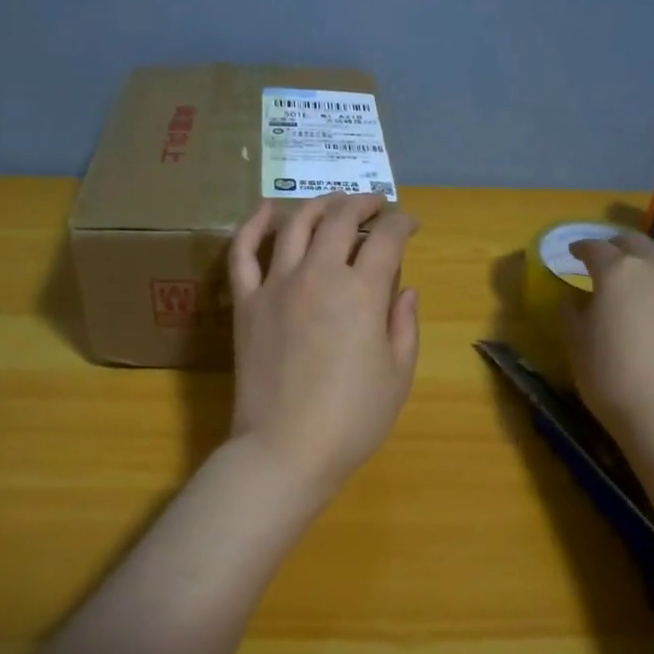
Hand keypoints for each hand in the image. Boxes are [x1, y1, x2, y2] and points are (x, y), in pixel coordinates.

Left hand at [227, 193, 420, 502]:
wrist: (285, 449)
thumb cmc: (352, 419)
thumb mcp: (398, 376)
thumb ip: (404, 325)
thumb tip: (404, 289)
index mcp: (362, 292)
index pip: (387, 238)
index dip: (403, 223)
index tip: (410, 224)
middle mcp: (318, 275)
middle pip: (340, 219)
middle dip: (363, 204)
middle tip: (375, 207)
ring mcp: (276, 285)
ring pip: (296, 225)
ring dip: (319, 205)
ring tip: (334, 203)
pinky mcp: (246, 302)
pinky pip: (243, 252)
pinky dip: (254, 225)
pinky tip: (268, 210)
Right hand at [563, 234, 653, 440]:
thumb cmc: (608, 374)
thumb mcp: (576, 342)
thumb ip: (572, 313)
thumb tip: (573, 299)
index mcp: (618, 271)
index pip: (595, 248)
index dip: (580, 248)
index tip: (572, 253)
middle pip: (635, 241)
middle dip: (615, 245)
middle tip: (602, 258)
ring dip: (649, 250)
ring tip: (638, 266)